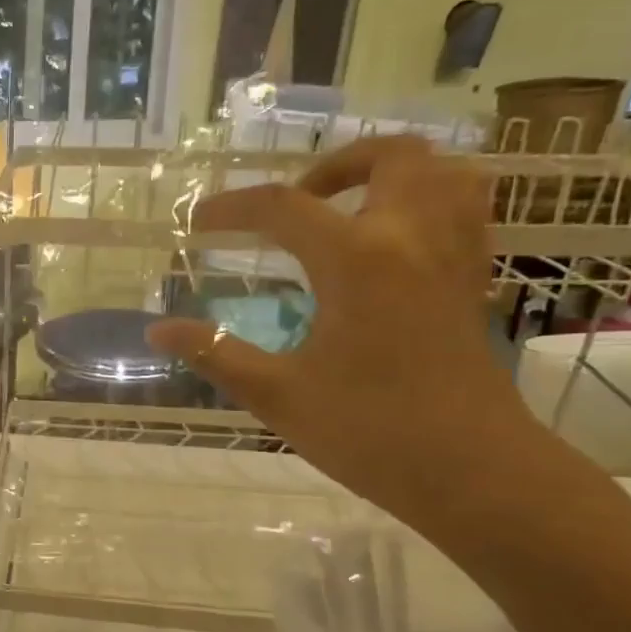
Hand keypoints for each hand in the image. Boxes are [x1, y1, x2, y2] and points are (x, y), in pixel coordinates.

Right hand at [148, 135, 545, 527]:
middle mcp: (412, 238)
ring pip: (443, 171)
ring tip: (348, 207)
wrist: (474, 473)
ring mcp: (453, 256)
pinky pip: (463, 208)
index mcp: (357, 260)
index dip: (233, 208)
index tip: (199, 222)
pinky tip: (390, 241)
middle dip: (334, 165)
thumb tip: (156, 330)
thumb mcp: (276, 394)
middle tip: (295, 202)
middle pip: (389, 157)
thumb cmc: (369, 432)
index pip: (284, 207)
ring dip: (391, 173)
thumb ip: (214, 353)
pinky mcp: (472, 281)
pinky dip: (427, 200)